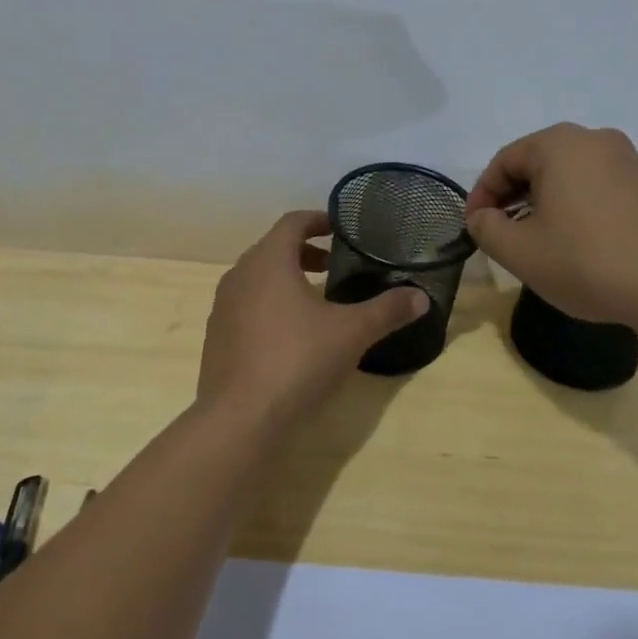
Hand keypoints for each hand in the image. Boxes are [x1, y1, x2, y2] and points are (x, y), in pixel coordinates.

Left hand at [198, 210, 426, 427]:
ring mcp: (223, 306)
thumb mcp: (352, 333)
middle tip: (335, 266)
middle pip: (274, 248)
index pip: (292, 222)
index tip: (341, 229)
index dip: (318, 219)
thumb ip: (387, 310)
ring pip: (258, 277)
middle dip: (305, 251)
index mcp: (269, 260)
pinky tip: (291, 335)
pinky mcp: (217, 335)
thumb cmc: (297, 361)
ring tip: (317, 300)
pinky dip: (269, 304)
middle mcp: (240, 274)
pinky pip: (246, 305)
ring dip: (286, 278)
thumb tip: (421, 297)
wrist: (238, 418)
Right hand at [464, 123, 637, 327]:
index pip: (503, 162)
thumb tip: (482, 217)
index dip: (481, 195)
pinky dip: (577, 209)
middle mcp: (594, 139)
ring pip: (568, 176)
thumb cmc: (588, 261)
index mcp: (558, 144)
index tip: (474, 228)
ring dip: (544, 204)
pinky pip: (597, 188)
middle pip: (536, 164)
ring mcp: (628, 160)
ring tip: (539, 243)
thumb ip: (485, 228)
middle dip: (512, 198)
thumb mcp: (519, 251)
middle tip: (503, 235)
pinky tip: (579, 245)